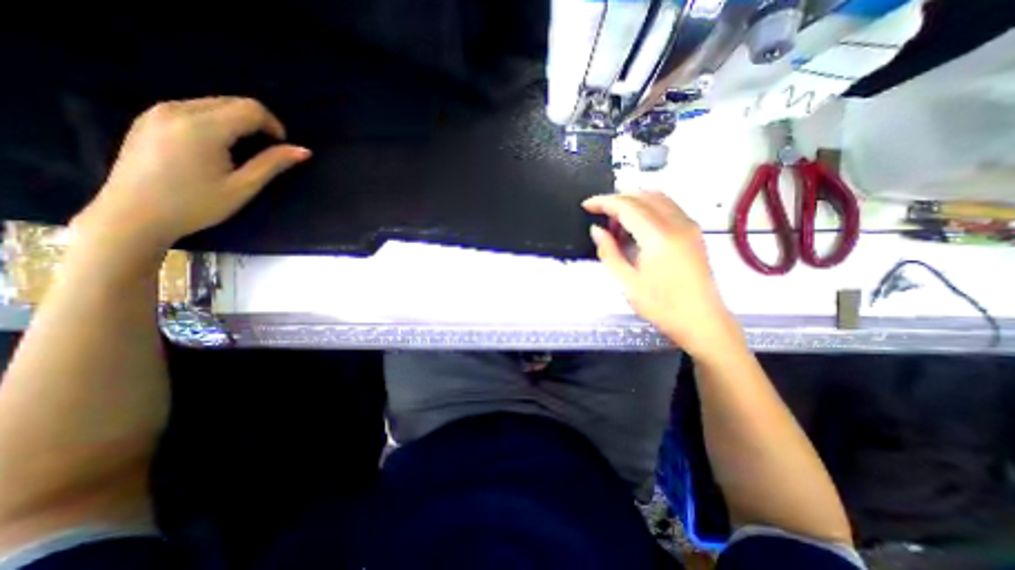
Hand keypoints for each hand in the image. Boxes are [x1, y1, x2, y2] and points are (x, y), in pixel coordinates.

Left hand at [73, 99, 308, 253]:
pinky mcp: (149, 118)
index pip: (250, 108)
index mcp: (203, 128)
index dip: (274, 125)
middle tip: (266, 152)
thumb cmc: (196, 205)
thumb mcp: (243, 187)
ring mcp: (158, 112)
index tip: (281, 148)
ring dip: (237, 122)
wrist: (133, 215)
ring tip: (242, 152)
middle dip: (257, 123)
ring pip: (213, 104)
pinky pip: (194, 109)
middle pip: (231, 102)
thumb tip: (304, 151)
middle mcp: (178, 110)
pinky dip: (216, 123)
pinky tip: (216, 148)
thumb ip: (272, 164)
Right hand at [584, 192, 743, 354]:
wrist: (702, 321)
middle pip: (642, 195)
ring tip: (616, 222)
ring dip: (633, 201)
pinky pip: (667, 206)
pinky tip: (637, 225)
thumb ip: (609, 252)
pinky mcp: (694, 231)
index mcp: (658, 237)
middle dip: (617, 199)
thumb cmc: (662, 306)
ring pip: (657, 197)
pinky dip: (647, 207)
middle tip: (599, 215)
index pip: (627, 206)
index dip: (603, 202)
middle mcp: (677, 223)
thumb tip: (597, 230)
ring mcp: (689, 225)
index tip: (586, 206)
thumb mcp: (627, 283)